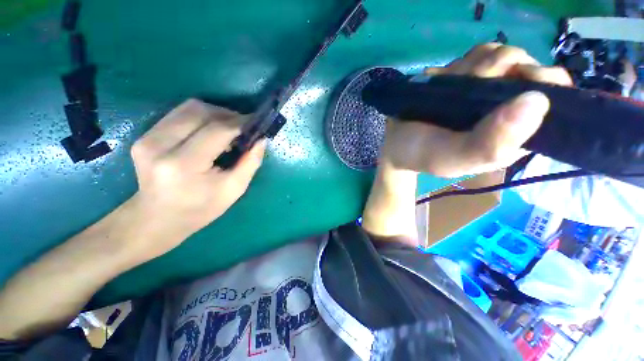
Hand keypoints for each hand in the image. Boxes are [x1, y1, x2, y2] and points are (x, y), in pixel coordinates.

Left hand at [129, 99, 264, 257]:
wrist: (158, 219)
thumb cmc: (200, 209)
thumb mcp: (234, 189)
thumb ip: (251, 162)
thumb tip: (261, 139)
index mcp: (184, 164)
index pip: (217, 130)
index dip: (240, 123)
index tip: (257, 123)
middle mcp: (160, 145)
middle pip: (200, 111)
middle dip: (228, 115)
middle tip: (244, 127)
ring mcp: (147, 138)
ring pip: (188, 108)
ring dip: (215, 114)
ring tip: (229, 129)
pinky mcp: (145, 136)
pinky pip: (179, 115)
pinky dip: (201, 118)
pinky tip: (211, 133)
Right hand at [381, 43, 572, 177]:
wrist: (396, 146)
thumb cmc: (425, 155)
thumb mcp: (457, 159)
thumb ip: (493, 143)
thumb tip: (536, 101)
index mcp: (516, 130)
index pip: (553, 94)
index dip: (541, 80)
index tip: (513, 82)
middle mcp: (507, 106)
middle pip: (524, 64)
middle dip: (495, 70)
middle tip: (465, 90)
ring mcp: (486, 88)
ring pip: (499, 54)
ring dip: (472, 66)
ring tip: (448, 89)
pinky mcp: (466, 78)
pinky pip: (475, 54)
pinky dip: (460, 63)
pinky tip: (443, 81)